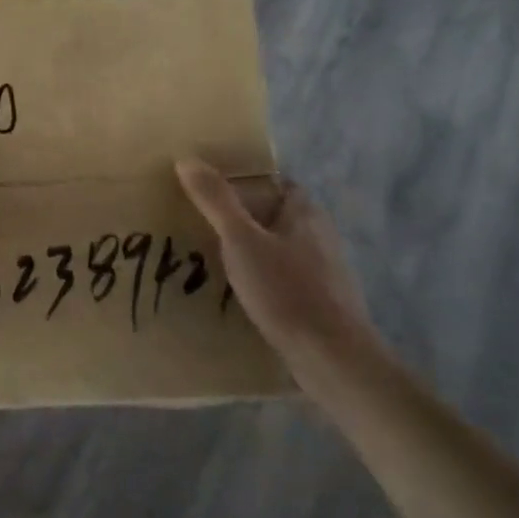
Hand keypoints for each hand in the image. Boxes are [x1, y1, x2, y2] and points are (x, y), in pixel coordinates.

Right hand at [176, 159, 380, 392]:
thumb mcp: (241, 240)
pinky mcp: (320, 303)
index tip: (211, 189)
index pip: (275, 183)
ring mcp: (323, 272)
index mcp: (305, 213)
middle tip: (202, 224)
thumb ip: (215, 200)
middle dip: (243, 219)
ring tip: (211, 260)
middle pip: (275, 216)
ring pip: (279, 250)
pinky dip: (261, 281)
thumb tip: (186, 159)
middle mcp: (319, 236)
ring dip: (251, 252)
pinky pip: (283, 280)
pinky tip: (238, 295)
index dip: (246, 182)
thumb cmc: (286, 290)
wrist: (332, 358)